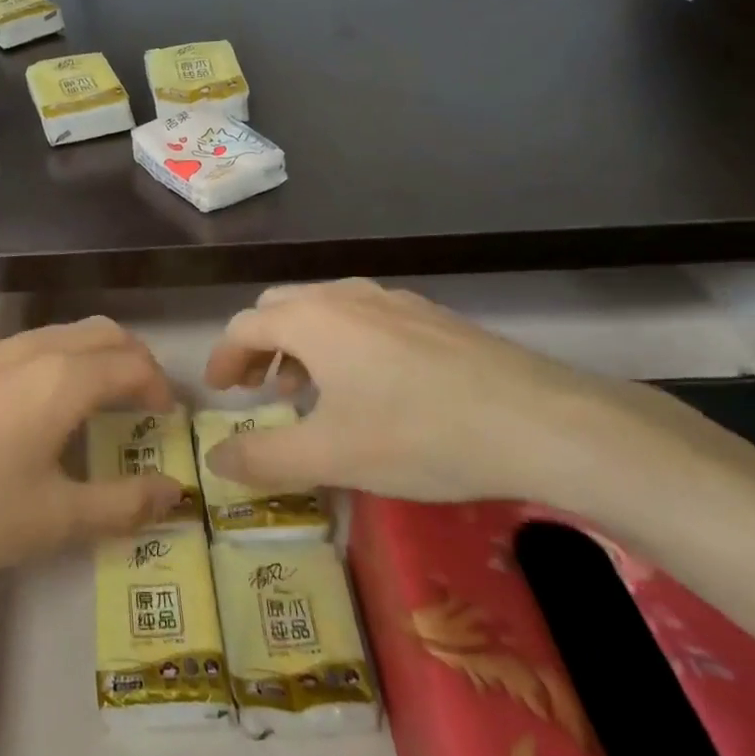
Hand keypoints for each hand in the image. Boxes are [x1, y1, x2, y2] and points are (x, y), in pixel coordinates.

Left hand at [0, 317, 184, 582]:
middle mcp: (28, 350)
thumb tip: (174, 493)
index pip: (133, 363)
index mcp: (62, 379)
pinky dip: (43, 365)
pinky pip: (13, 351)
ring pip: (54, 335)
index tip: (168, 416)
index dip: (160, 386)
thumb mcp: (53, 520)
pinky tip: (19, 410)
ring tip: (89, 401)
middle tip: (141, 398)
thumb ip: (122, 504)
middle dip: (131, 358)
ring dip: (86, 357)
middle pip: (99, 332)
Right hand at [201, 279, 674, 504]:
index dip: (223, 357)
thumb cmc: (418, 435)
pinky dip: (341, 341)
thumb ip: (263, 458)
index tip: (219, 390)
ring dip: (301, 343)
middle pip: (280, 308)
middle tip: (259, 389)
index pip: (244, 327)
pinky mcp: (430, 315)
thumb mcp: (330, 457)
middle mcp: (344, 296)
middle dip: (259, 346)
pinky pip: (363, 316)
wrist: (540, 421)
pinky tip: (369, 384)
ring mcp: (392, 300)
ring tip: (309, 389)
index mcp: (311, 319)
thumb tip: (214, 459)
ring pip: (324, 309)